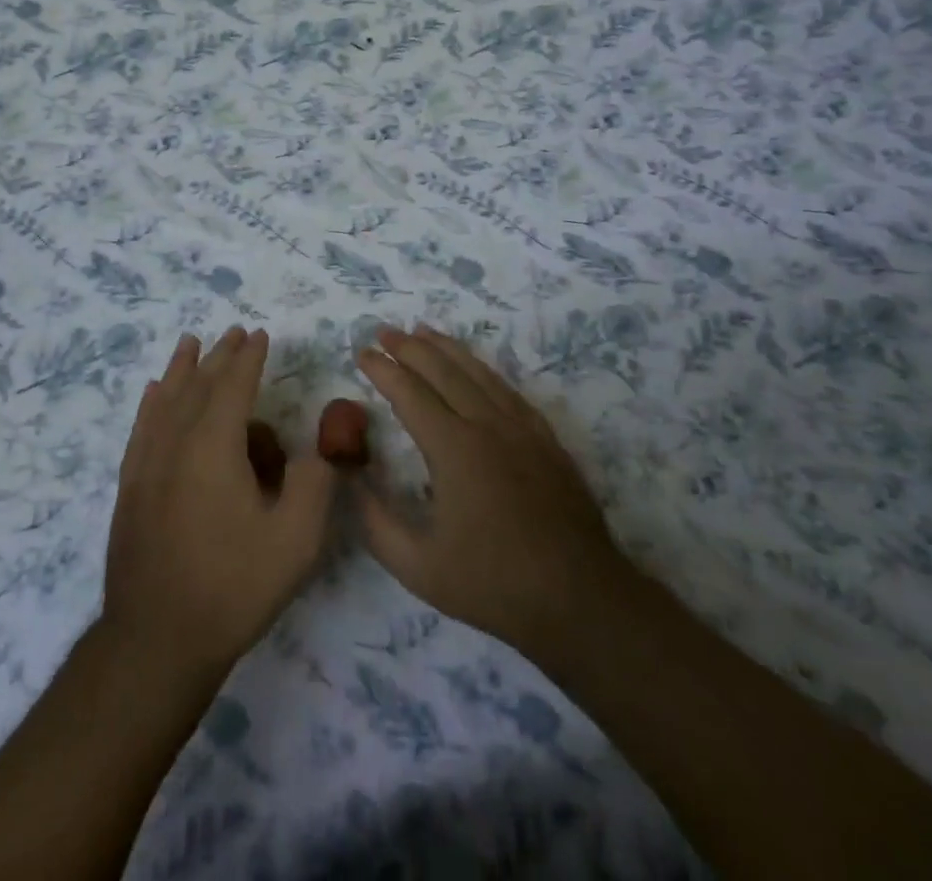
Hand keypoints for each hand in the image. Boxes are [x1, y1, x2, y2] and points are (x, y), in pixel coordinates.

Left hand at [104, 327, 338, 679]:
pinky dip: (151, 401)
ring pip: (165, 398)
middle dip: (219, 356)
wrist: (157, 638)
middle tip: (234, 333)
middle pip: (198, 384)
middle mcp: (175, 441)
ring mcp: (146, 462)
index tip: (259, 334)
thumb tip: (317, 450)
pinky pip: (141, 425)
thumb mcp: (295, 540)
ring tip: (190, 343)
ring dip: (181, 368)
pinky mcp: (130, 485)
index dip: (249, 358)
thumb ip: (315, 482)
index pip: (233, 385)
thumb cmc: (232, 585)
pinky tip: (152, 392)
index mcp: (214, 445)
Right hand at [355, 324, 629, 669]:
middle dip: (410, 347)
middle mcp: (487, 426)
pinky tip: (476, 369)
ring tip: (423, 331)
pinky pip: (509, 391)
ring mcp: (522, 429)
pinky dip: (484, 370)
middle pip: (443, 371)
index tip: (362, 352)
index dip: (382, 370)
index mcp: (453, 449)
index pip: (409, 394)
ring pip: (478, 373)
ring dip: (447, 348)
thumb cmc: (494, 584)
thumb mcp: (419, 567)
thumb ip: (376, 523)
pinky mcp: (546, 440)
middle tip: (385, 331)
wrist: (581, 599)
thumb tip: (350, 481)